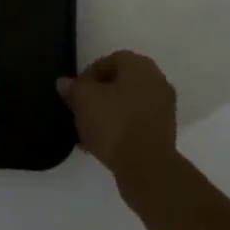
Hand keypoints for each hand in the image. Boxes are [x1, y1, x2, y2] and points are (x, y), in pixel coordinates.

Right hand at [57, 50, 178, 188]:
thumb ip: (73, 87)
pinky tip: (104, 144)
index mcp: (139, 65)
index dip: (87, 76)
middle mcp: (156, 80)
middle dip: (98, 96)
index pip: (108, 61)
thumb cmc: (114, 124)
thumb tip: (64, 82)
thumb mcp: (83, 100)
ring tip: (89, 132)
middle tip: (81, 111)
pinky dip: (122, 129)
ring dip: (109, 114)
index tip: (74, 94)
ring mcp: (164, 107)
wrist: (147, 168)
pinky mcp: (165, 132)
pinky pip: (137, 123)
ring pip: (128, 104)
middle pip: (120, 83)